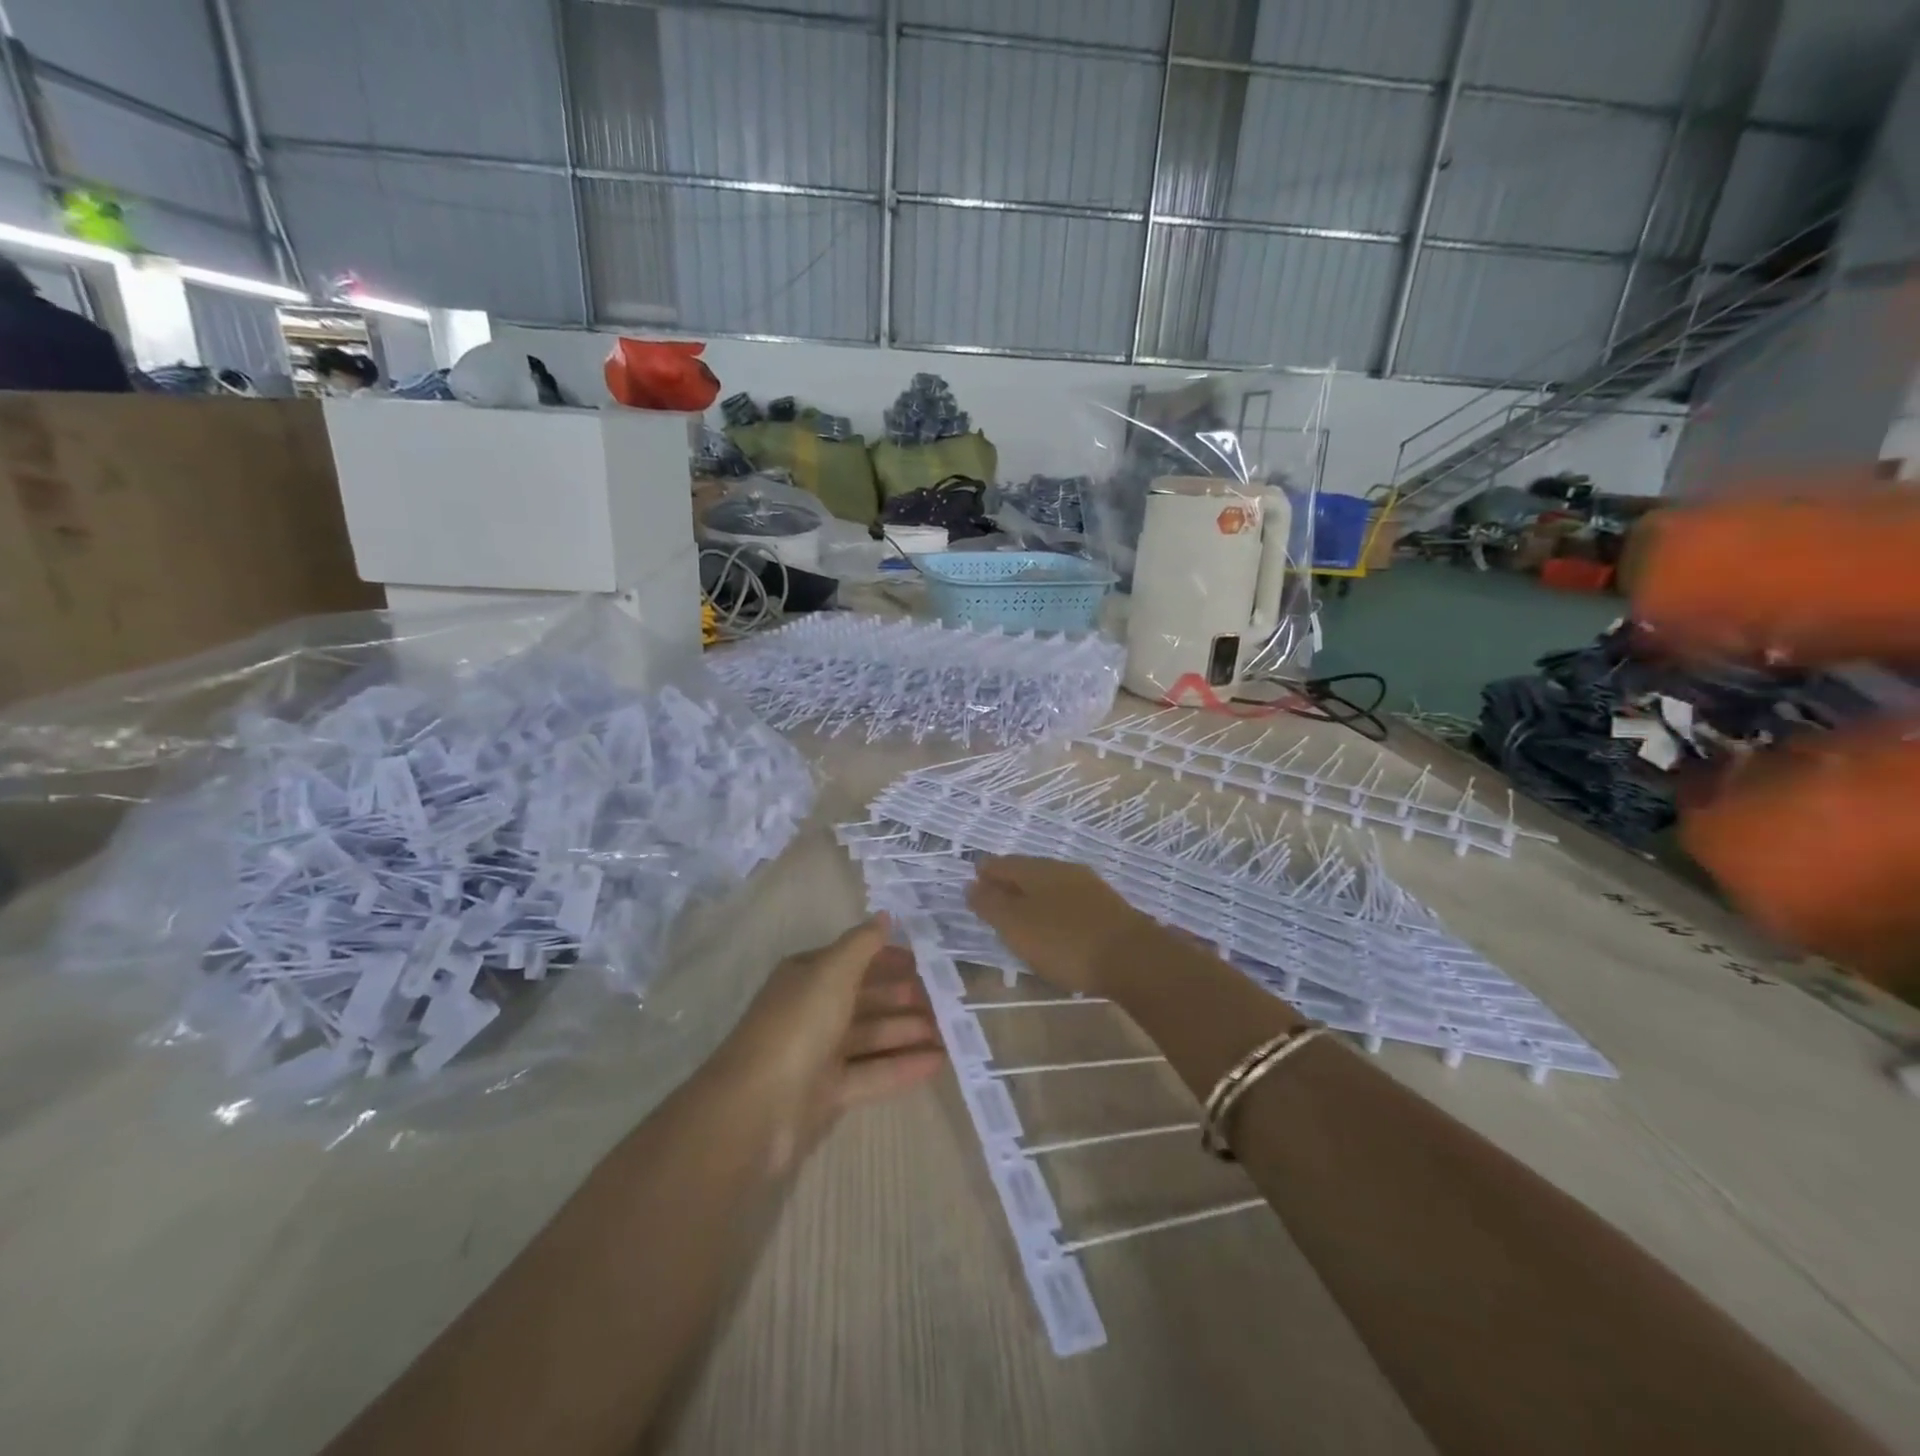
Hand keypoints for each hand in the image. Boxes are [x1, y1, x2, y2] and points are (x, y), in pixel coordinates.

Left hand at [714, 917, 945, 1166]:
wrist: (755, 1109)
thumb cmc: (797, 1026)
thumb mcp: (832, 973)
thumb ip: (862, 944)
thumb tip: (885, 916)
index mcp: (807, 977)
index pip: (853, 960)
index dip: (887, 958)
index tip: (925, 961)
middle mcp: (812, 1010)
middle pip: (865, 999)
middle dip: (903, 997)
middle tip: (945, 998)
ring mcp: (819, 1054)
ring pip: (871, 1037)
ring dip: (908, 1031)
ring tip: (950, 1031)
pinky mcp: (828, 1093)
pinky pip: (873, 1073)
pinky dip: (903, 1067)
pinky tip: (938, 1063)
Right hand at [966, 856, 1153, 998]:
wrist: (1133, 958)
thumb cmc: (1065, 942)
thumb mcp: (1017, 926)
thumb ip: (991, 904)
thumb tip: (970, 884)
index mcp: (1037, 869)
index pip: (1002, 863)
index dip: (985, 872)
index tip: (973, 881)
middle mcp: (1063, 869)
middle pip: (1027, 870)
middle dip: (1009, 881)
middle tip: (993, 898)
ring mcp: (1089, 886)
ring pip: (1050, 884)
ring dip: (1032, 895)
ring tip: (1021, 913)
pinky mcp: (1107, 907)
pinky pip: (1069, 900)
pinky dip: (1054, 907)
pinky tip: (1055, 924)